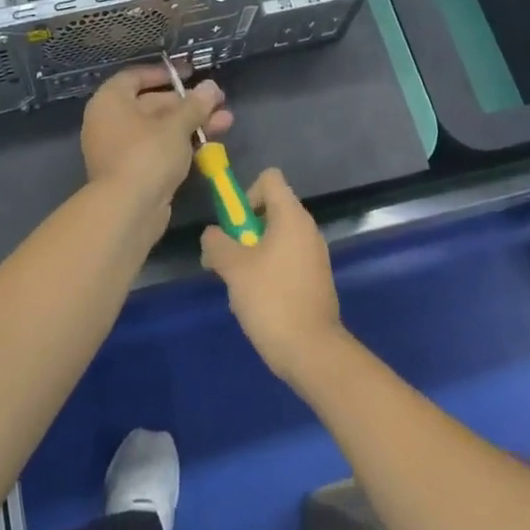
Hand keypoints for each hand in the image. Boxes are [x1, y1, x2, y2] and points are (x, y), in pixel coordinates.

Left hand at [81, 64, 232, 208]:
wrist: (127, 211)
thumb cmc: (147, 155)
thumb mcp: (175, 126)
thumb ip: (195, 105)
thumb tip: (211, 87)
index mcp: (110, 101)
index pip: (135, 77)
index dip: (164, 73)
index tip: (190, 74)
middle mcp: (110, 122)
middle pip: (152, 104)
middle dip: (188, 103)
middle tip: (219, 101)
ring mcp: (121, 149)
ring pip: (160, 129)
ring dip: (191, 124)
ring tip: (226, 121)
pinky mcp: (134, 172)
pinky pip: (159, 150)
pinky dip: (182, 144)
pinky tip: (211, 144)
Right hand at [199, 169, 346, 381]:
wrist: (312, 351)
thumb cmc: (271, 299)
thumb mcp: (233, 268)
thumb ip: (216, 243)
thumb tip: (213, 235)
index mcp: (292, 216)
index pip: (270, 178)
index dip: (246, 194)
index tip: (235, 225)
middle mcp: (307, 229)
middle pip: (269, 211)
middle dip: (244, 232)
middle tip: (229, 261)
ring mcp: (315, 256)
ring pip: (275, 240)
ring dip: (253, 256)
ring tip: (241, 287)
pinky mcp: (316, 280)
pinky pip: (286, 262)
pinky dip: (269, 273)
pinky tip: (258, 303)